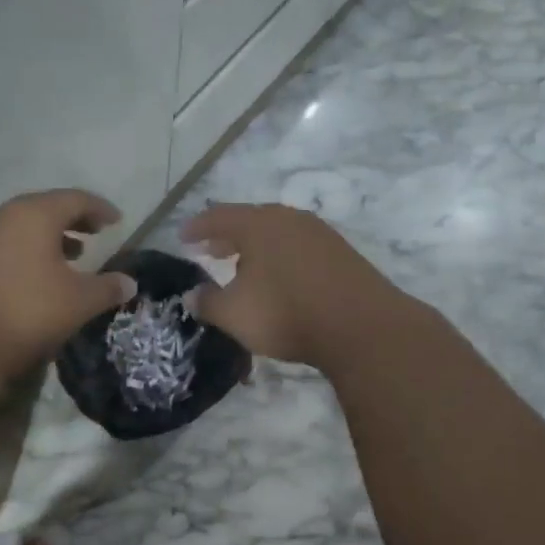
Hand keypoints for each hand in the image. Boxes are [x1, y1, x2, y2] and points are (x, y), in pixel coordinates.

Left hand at [0, 189, 136, 378]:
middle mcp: (3, 215)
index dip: (100, 208)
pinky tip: (35, 277)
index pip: (75, 199)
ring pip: (21, 226)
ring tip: (70, 257)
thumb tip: (130, 283)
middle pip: (45, 207)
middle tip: (94, 234)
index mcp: (34, 214)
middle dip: (73, 220)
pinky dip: (26, 250)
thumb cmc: (26, 312)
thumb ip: (107, 288)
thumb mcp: (78, 302)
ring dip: (48, 237)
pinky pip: (4, 244)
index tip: (116, 222)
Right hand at [181, 203, 406, 368]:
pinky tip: (279, 278)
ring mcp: (319, 233)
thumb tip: (193, 295)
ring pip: (277, 233)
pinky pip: (298, 247)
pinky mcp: (341, 253)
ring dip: (255, 247)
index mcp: (258, 224)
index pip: (218, 217)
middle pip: (250, 220)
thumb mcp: (235, 314)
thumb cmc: (287, 313)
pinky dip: (280, 256)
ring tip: (242, 266)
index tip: (182, 237)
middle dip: (227, 236)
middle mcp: (288, 219)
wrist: (362, 327)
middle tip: (211, 250)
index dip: (197, 228)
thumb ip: (208, 302)